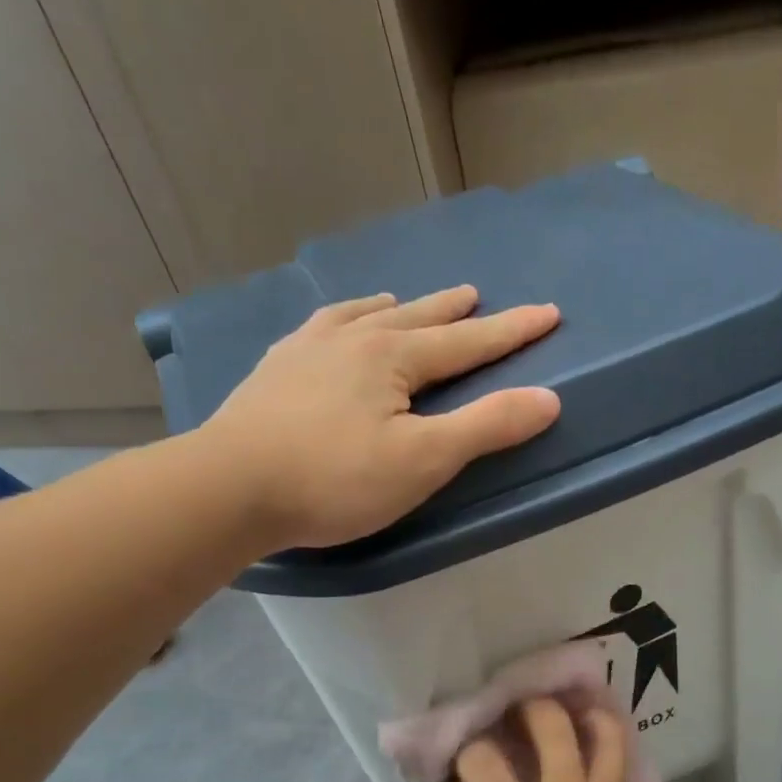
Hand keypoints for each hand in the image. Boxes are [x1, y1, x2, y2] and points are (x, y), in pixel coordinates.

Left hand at [205, 286, 560, 550]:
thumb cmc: (337, 478)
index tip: (548, 313)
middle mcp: (353, 338)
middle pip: (416, 318)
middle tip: (476, 296)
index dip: (512, 331)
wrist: (233, 485)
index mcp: (394, 357)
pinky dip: (341, 320)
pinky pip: (319, 328)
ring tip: (403, 303)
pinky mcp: (275, 369)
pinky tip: (332, 327)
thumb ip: (486, 427)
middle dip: (453, 311)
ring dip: (395, 309)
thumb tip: (548, 399)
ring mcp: (307, 349)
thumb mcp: (423, 460)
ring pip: (363, 316)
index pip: (468, 341)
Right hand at [456, 698, 654, 781]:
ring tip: (564, 710)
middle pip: (550, 723)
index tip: (467, 752)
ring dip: (580, 711)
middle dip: (527, 705)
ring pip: (602, 731)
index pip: (483, 758)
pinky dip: (603, 739)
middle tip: (516, 708)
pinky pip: (618, 760)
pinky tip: (587, 738)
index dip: (468, 748)